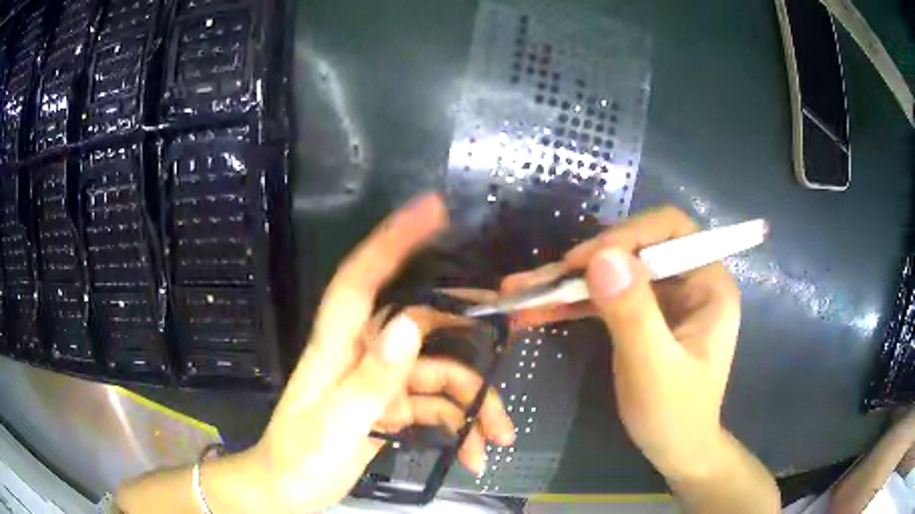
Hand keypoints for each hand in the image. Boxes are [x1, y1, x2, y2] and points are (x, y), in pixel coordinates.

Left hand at [245, 194, 512, 512]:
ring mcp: (382, 383)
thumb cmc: (299, 457)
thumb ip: (373, 379)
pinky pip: (437, 409)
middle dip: (469, 337)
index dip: (394, 239)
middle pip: (423, 326)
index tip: (433, 210)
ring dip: (474, 406)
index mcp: (339, 346)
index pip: (363, 278)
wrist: (289, 491)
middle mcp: (365, 354)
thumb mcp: (336, 424)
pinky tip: (472, 456)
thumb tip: (408, 327)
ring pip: (441, 376)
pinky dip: (459, 431)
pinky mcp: (393, 409)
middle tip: (510, 332)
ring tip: (498, 438)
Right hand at [502, 207, 740, 479]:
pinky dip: (571, 303)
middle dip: (585, 262)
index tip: (583, 262)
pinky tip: (536, 310)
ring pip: (613, 272)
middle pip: (634, 248)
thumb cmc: (675, 415)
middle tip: (539, 281)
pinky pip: (605, 297)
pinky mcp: (643, 314)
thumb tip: (601, 256)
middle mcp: (688, 280)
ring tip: (521, 293)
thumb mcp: (654, 369)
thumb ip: (632, 313)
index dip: (627, 235)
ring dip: (568, 283)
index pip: (671, 230)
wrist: (676, 450)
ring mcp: (664, 298)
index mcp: (708, 284)